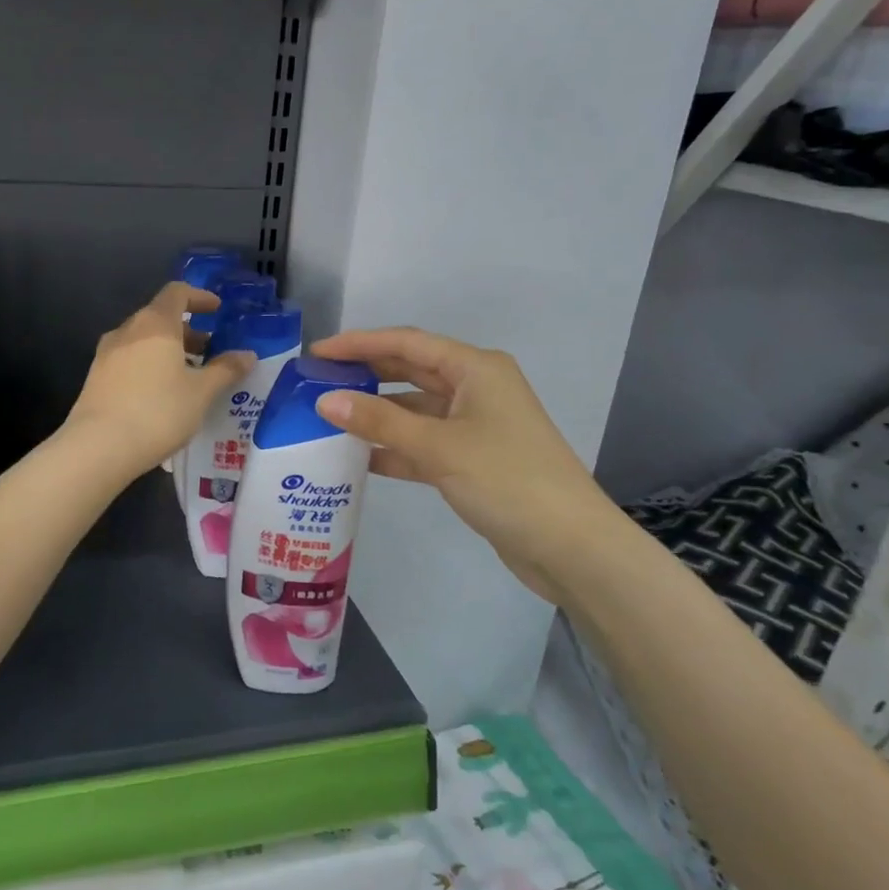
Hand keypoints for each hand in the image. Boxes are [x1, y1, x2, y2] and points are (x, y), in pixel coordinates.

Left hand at [64, 283, 252, 477]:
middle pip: (159, 317)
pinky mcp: (96, 378)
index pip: (177, 292)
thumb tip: (247, 355)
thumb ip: (225, 370)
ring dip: (168, 350)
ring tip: (189, 376)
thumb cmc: (158, 412)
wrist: (98, 447)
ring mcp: (107, 354)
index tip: (217, 310)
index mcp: (155, 324)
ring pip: (143, 340)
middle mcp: (128, 330)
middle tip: (209, 351)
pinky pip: (129, 360)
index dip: (199, 297)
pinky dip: (150, 365)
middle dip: (187, 330)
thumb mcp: (201, 393)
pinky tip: (162, 394)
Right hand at [309, 327, 629, 602]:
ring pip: (415, 409)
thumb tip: (324, 400)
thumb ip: (379, 422)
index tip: (318, 353)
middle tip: (318, 382)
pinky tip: (359, 457)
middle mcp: (475, 388)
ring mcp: (475, 425)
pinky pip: (423, 442)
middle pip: (410, 371)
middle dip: (365, 374)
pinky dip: (394, 447)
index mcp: (475, 369)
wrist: (570, 547)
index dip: (359, 343)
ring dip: (377, 414)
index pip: (407, 343)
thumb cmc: (507, 480)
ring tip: (328, 418)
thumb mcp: (438, 447)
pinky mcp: (473, 459)